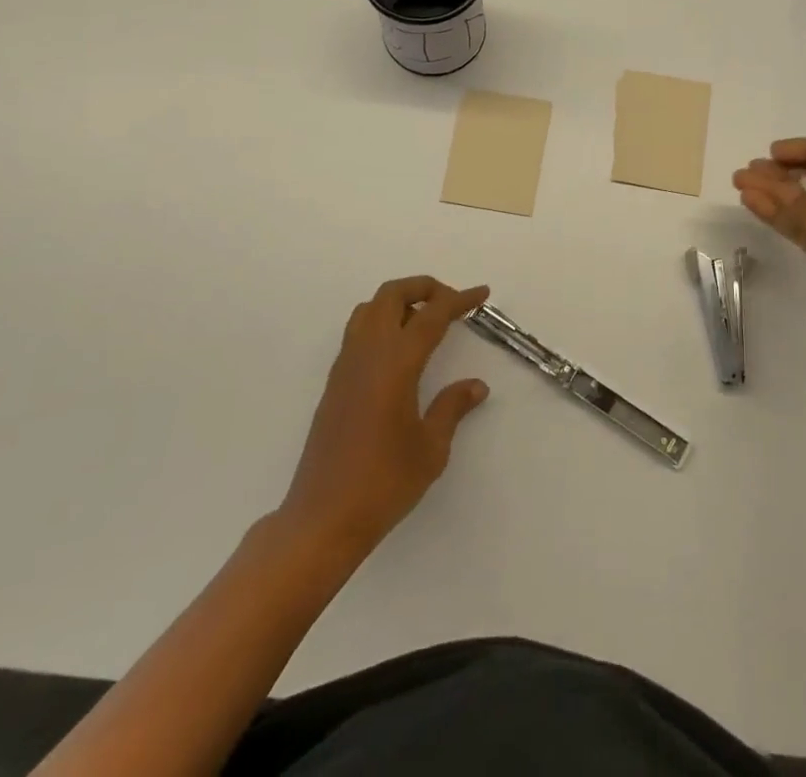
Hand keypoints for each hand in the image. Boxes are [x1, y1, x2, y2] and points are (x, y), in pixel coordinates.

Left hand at [280, 277, 490, 554]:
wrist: (323, 518)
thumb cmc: (384, 483)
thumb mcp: (431, 448)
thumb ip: (452, 408)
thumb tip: (475, 386)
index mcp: (396, 363)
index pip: (432, 315)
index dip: (459, 299)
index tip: (481, 294)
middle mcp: (368, 353)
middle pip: (392, 295)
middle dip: (424, 288)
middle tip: (451, 303)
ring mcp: (346, 365)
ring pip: (369, 308)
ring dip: (399, 301)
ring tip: (425, 320)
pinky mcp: (334, 382)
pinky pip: (358, 331)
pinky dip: (381, 321)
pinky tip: (398, 350)